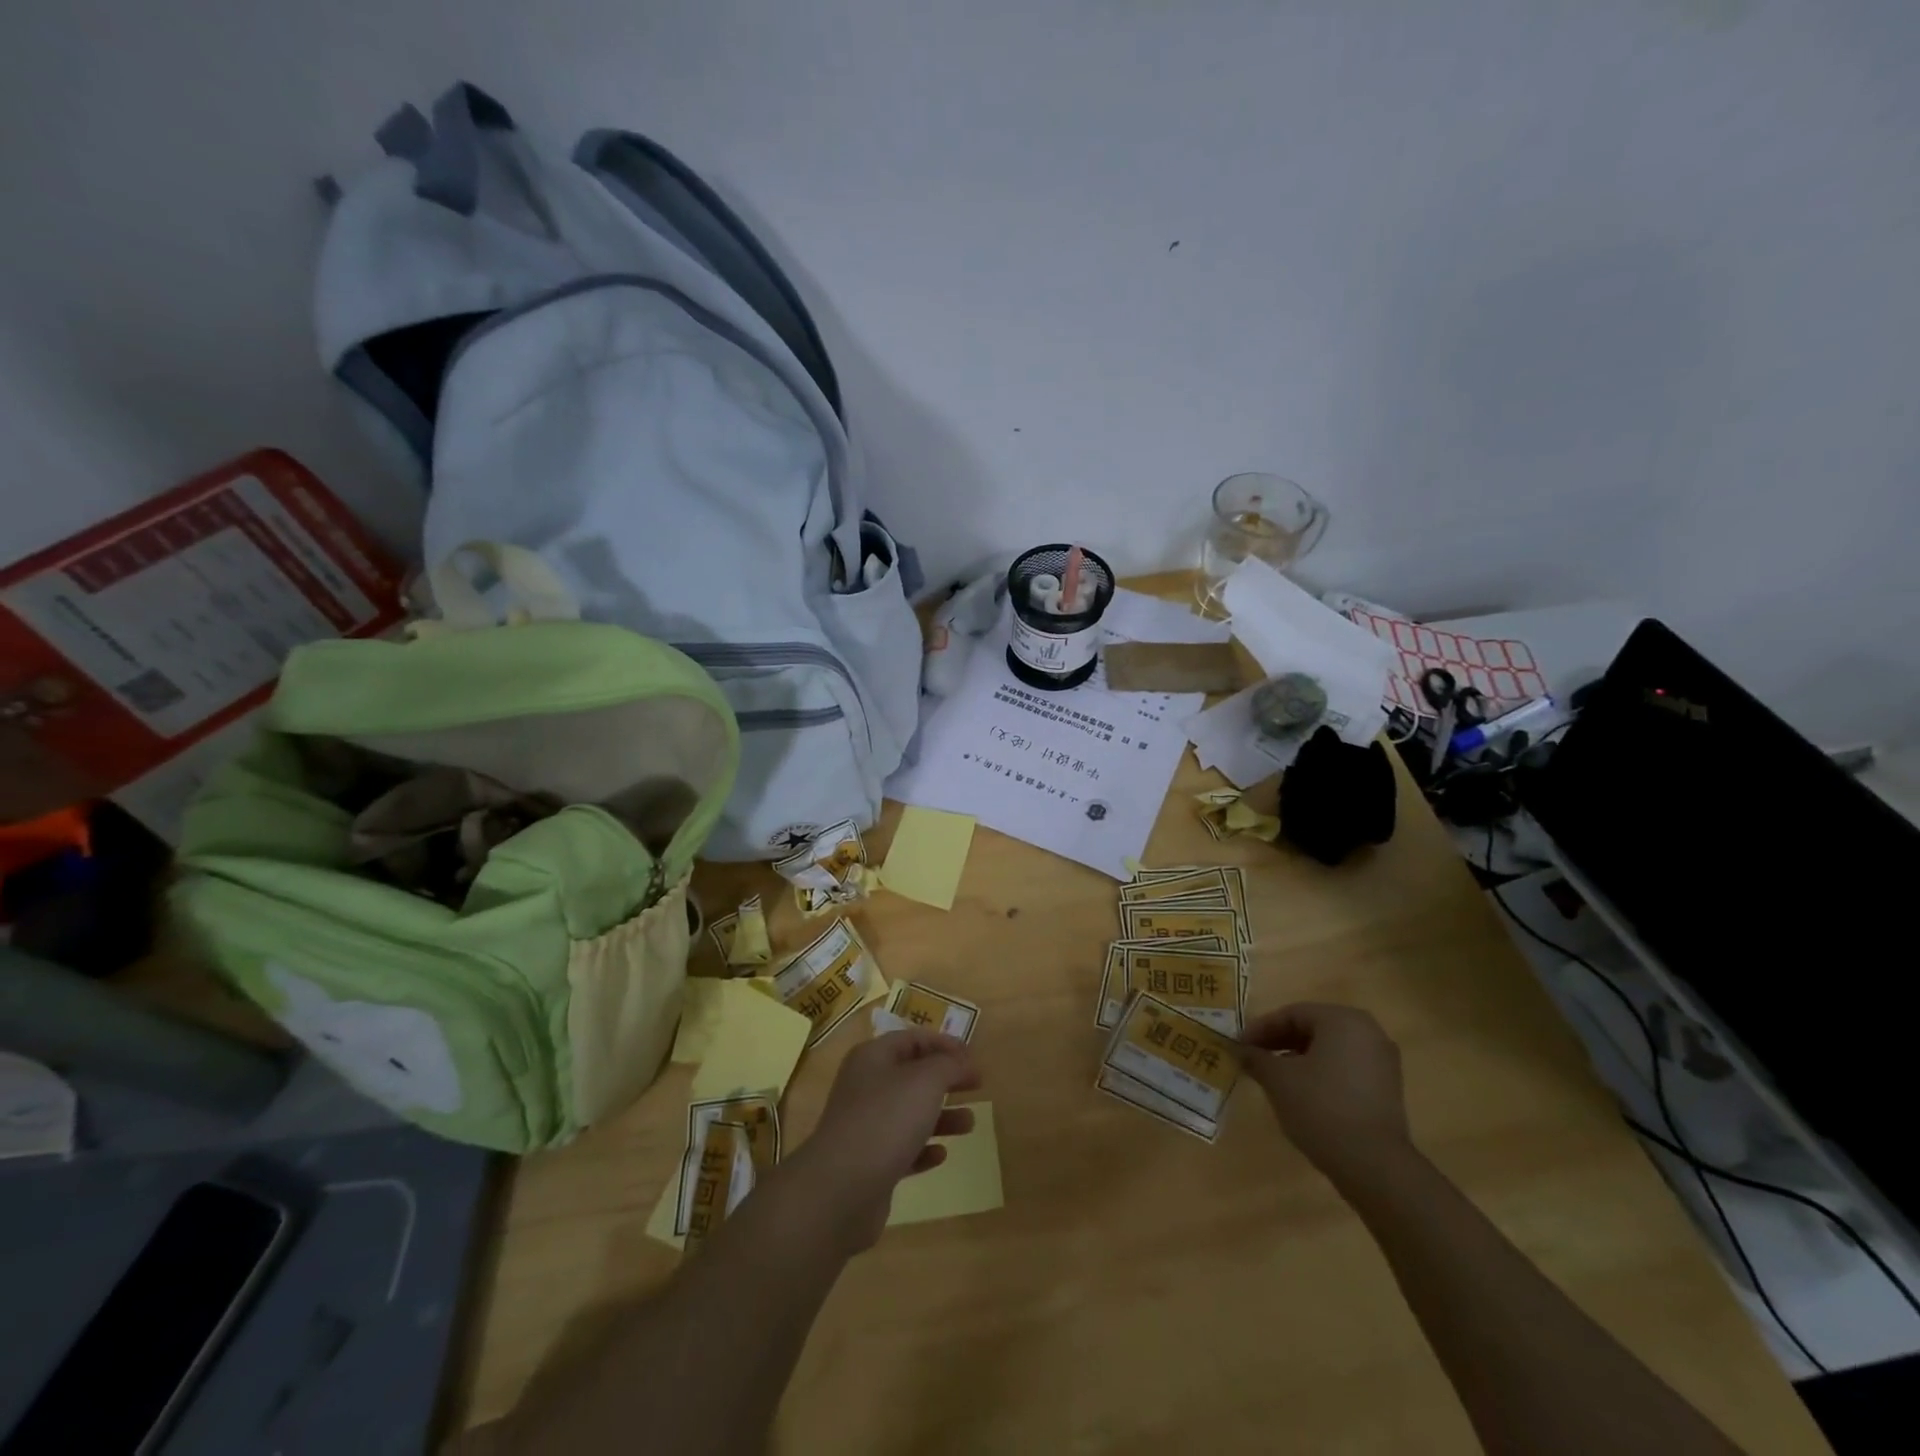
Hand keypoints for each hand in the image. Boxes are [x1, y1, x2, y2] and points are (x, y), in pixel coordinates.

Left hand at [788, 1029, 981, 1254]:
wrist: (841, 1188)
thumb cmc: (886, 1120)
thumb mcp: (925, 1081)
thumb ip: (948, 1065)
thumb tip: (961, 1062)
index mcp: (873, 1058)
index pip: (912, 1039)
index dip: (944, 1044)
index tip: (972, 1058)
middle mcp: (866, 1087)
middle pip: (912, 1075)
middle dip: (946, 1079)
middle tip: (977, 1086)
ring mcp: (865, 1126)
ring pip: (910, 1113)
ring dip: (941, 1116)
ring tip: (970, 1124)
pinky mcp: (869, 1164)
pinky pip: (902, 1149)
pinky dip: (923, 1149)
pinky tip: (941, 1155)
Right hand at [1239, 1003, 1411, 1185]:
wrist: (1374, 1165)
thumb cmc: (1320, 1107)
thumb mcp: (1278, 1079)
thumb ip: (1255, 1058)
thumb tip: (1238, 1049)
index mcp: (1342, 1019)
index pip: (1292, 1014)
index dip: (1260, 1029)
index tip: (1239, 1046)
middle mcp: (1368, 1032)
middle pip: (1312, 1028)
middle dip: (1279, 1042)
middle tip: (1253, 1058)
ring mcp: (1382, 1061)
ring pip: (1329, 1049)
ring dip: (1298, 1058)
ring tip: (1274, 1077)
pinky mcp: (1388, 1089)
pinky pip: (1345, 1068)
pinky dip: (1321, 1073)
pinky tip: (1302, 1093)